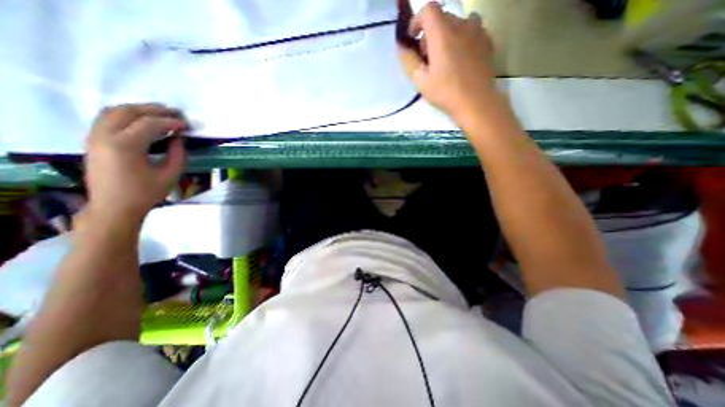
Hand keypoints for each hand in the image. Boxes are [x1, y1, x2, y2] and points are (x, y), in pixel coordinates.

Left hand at [82, 103, 186, 223]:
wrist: (114, 207)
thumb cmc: (146, 193)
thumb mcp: (170, 175)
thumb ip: (178, 154)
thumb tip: (180, 138)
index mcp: (125, 146)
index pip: (150, 124)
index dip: (171, 122)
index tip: (187, 125)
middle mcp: (105, 136)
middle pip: (129, 112)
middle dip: (155, 110)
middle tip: (176, 113)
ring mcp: (94, 137)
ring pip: (114, 111)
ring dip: (139, 109)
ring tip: (160, 113)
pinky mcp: (93, 140)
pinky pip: (107, 118)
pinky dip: (126, 114)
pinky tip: (141, 120)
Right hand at [402, 1, 498, 124]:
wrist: (476, 102)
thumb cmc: (445, 93)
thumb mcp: (420, 81)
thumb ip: (409, 60)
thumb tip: (401, 46)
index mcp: (442, 34)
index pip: (428, 9)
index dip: (417, 20)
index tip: (413, 37)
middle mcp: (461, 25)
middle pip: (442, 17)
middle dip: (430, 33)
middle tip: (427, 57)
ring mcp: (477, 31)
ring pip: (458, 23)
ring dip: (447, 35)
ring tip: (445, 57)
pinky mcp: (487, 41)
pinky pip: (472, 30)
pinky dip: (462, 38)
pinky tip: (460, 58)